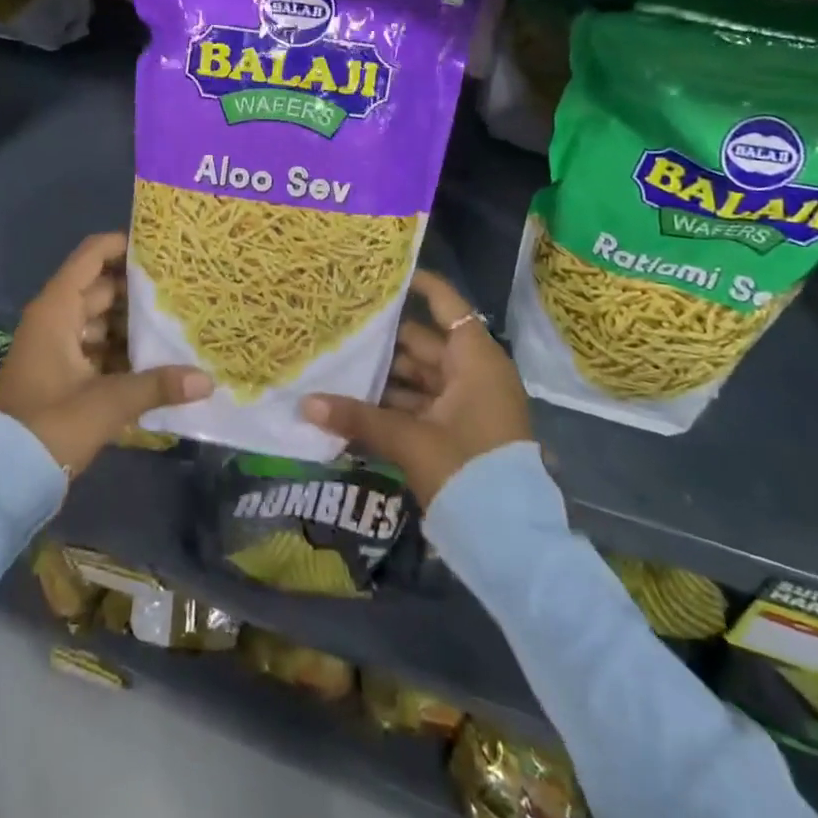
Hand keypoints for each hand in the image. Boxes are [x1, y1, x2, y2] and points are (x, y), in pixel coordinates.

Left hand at [0, 232, 212, 476]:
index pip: (92, 256)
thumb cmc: (49, 426)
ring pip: (102, 321)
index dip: (123, 245)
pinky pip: (98, 348)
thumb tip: (206, 380)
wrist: (2, 479)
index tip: (162, 249)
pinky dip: (123, 351)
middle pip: (102, 288)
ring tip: (178, 321)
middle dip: (140, 289)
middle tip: (183, 288)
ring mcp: (58, 348)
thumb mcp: (107, 403)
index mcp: (57, 309)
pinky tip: (158, 360)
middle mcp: (56, 320)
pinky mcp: (63, 375)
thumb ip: (157, 385)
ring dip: (134, 324)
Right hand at [302, 270, 534, 508]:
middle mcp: (473, 374)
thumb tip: (305, 403)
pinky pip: (421, 405)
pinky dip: (393, 405)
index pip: (446, 305)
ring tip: (339, 364)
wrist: (512, 543)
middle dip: (384, 338)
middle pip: (423, 342)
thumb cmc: (468, 470)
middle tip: (342, 324)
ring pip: (419, 376)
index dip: (419, 285)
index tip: (382, 274)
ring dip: (384, 375)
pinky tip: (355, 405)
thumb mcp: (410, 440)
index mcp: (474, 360)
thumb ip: (357, 418)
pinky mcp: (458, 432)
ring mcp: (467, 404)